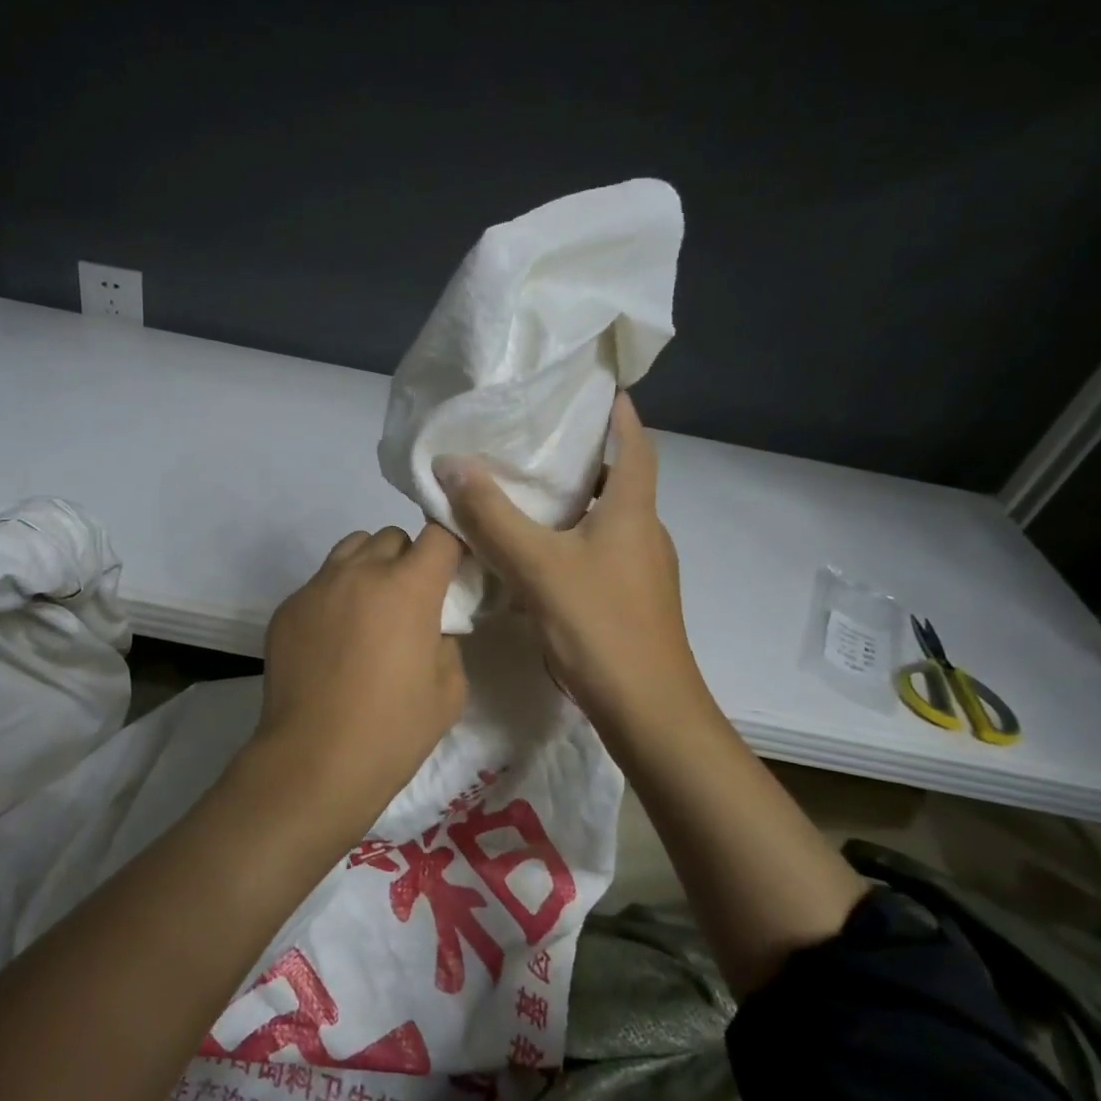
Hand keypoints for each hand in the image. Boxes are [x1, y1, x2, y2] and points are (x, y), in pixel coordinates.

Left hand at [250, 523, 466, 834]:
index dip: (451, 548)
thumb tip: (433, 624)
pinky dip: (335, 596)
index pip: (438, 534)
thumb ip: (449, 640)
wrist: (314, 762)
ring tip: (370, 612)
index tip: (454, 573)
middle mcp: (360, 572)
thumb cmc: (393, 730)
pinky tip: (333, 641)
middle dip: (409, 559)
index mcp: (409, 587)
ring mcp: (318, 587)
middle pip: (392, 536)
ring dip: (369, 567)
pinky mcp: (287, 608)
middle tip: (410, 602)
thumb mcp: (449, 689)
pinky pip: (320, 583)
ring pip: (352, 548)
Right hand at [434, 393, 708, 739]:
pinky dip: (571, 542)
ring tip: (525, 496)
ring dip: (575, 504)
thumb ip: (492, 515)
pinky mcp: (632, 603)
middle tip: (535, 443)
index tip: (596, 388)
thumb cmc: (599, 626)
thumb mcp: (537, 565)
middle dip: (584, 459)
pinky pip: (599, 555)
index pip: (636, 444)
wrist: (648, 712)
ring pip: (608, 522)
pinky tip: (535, 558)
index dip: (621, 413)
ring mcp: (643, 572)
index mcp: (634, 512)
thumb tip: (451, 462)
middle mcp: (646, 534)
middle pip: (621, 482)